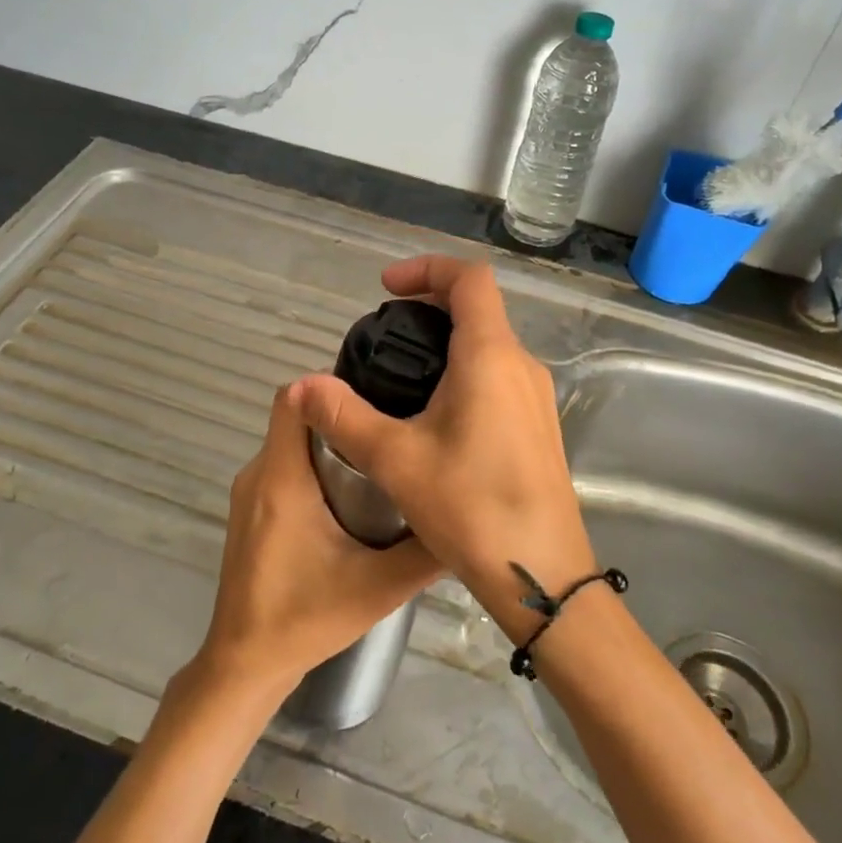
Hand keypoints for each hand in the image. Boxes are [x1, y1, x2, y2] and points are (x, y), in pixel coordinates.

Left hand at [195, 383, 440, 698]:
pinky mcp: (251, 511)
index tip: (377, 393)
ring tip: (383, 456)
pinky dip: (315, 466)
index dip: (331, 385)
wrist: (245, 663)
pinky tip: (353, 493)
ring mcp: (250, 492)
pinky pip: (284, 466)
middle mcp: (259, 474)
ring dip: (331, 442)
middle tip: (393, 427)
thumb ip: (424, 552)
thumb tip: (467, 517)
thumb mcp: (378, 587)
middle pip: (297, 417)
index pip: (292, 397)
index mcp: (282, 479)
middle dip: (343, 416)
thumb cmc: (305, 619)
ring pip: (291, 442)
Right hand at [294, 255, 596, 642]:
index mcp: (490, 356)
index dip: (426, 269)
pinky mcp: (538, 425)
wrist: (541, 574)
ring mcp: (536, 396)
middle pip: (479, 308)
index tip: (386, 288)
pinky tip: (432, 414)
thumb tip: (300, 386)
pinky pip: (498, 375)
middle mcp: (521, 365)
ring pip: (490, 344)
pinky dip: (464, 370)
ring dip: (447, 341)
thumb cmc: (471, 507)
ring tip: (400, 373)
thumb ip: (344, 416)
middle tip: (384, 330)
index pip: (469, 279)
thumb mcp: (395, 459)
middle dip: (429, 305)